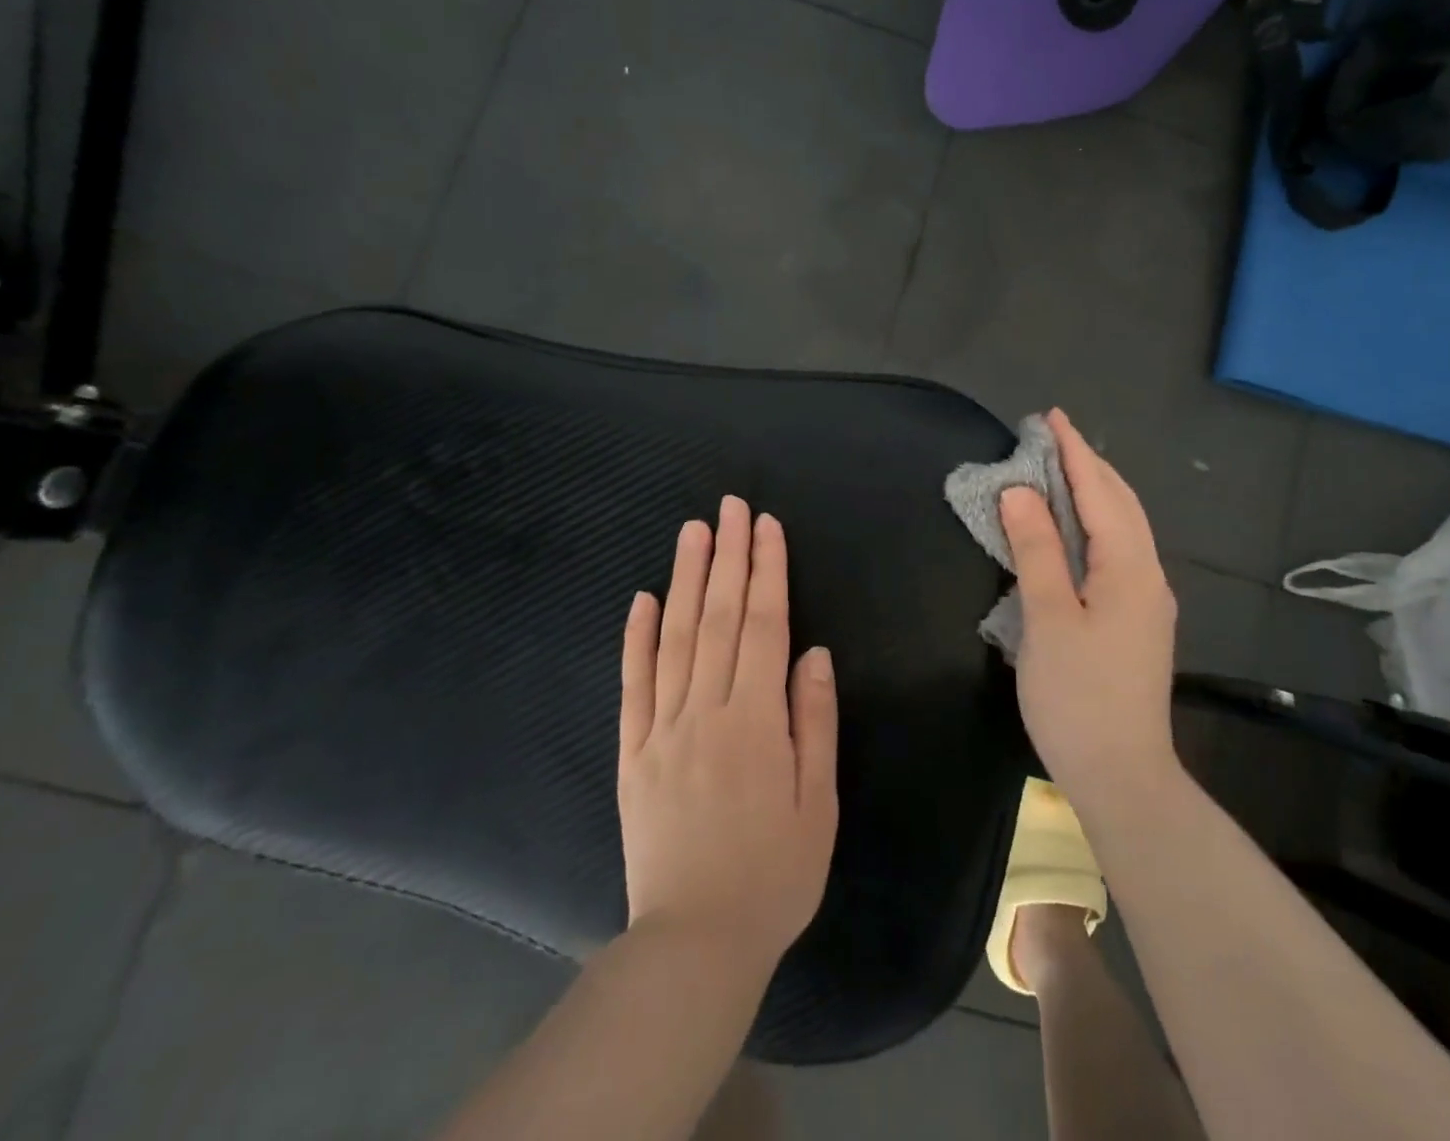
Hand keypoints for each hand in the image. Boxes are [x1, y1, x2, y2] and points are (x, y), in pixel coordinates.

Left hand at [618, 496, 838, 974]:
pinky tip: (642, 598)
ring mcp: (662, 729)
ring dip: (685, 579)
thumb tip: (813, 653)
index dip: (766, 571)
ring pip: (674, 638)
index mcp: (756, 721)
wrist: (695, 943)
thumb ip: (813, 721)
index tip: (766, 527)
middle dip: (728, 556)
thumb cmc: (774, 874)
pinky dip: (636, 638)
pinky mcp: (632, 752)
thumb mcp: (818, 803)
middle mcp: (706, 711)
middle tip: (730, 507)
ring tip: (693, 532)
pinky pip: (633, 685)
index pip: (762, 626)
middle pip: (717, 618)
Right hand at [1000, 409, 1179, 814]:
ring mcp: (1146, 599)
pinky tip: (1076, 529)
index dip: (1074, 453)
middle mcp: (1147, 574)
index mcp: (1129, 567)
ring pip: (1122, 527)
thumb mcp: (1049, 617)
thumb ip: (1036, 549)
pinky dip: (1095, 523)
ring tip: (1062, 470)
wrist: (1123, 775)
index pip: (1099, 492)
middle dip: (1088, 465)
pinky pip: (1118, 550)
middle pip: (1120, 503)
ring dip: (1094, 492)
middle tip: (1052, 437)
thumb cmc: (1078, 695)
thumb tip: (1019, 491)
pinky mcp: (1137, 620)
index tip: (1051, 417)